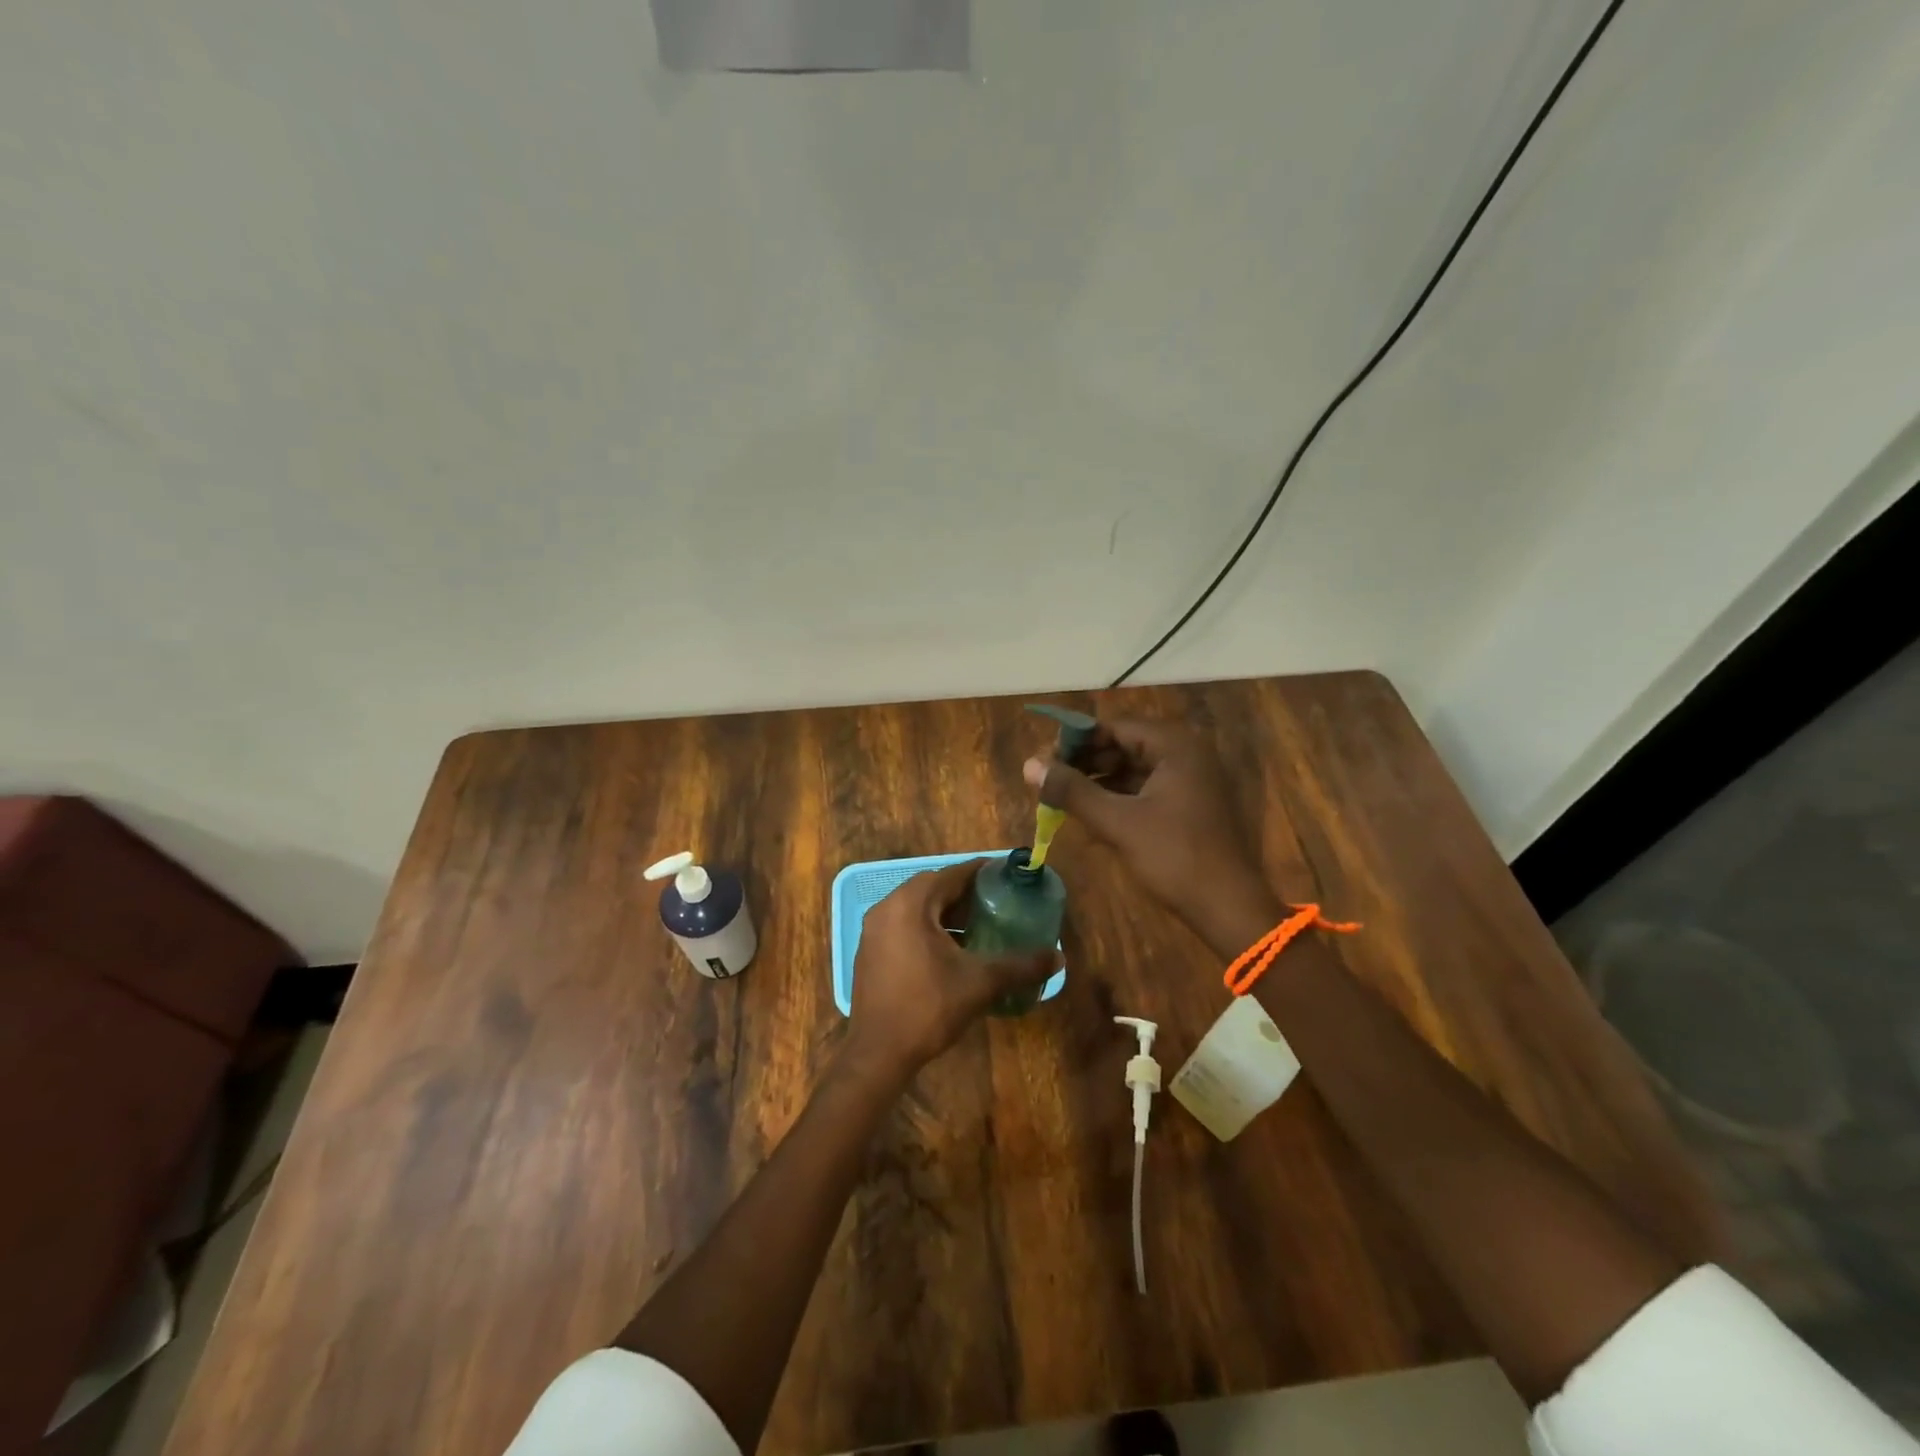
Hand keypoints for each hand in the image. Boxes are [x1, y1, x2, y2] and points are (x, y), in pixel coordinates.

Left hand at [846, 861, 1059, 1080]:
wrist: (878, 1053)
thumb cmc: (928, 1007)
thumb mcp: (980, 983)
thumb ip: (1020, 966)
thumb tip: (1058, 958)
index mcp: (911, 903)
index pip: (952, 874)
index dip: (981, 872)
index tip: (1007, 874)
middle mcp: (887, 907)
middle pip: (933, 888)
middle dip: (965, 893)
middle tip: (997, 901)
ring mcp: (874, 930)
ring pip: (917, 908)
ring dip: (946, 912)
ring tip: (979, 925)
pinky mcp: (869, 951)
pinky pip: (904, 925)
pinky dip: (928, 928)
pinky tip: (951, 950)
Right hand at [1024, 718, 1280, 957]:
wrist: (1228, 907)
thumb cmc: (1175, 857)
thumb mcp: (1118, 822)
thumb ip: (1072, 791)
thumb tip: (1029, 764)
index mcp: (1175, 746)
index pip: (1115, 727)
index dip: (1076, 740)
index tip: (1044, 759)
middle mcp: (1186, 754)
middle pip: (1124, 745)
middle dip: (1086, 761)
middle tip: (1050, 780)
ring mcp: (1191, 780)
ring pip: (1133, 769)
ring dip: (1099, 781)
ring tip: (1063, 798)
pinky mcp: (1190, 805)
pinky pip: (1146, 789)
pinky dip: (1118, 798)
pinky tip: (1091, 814)